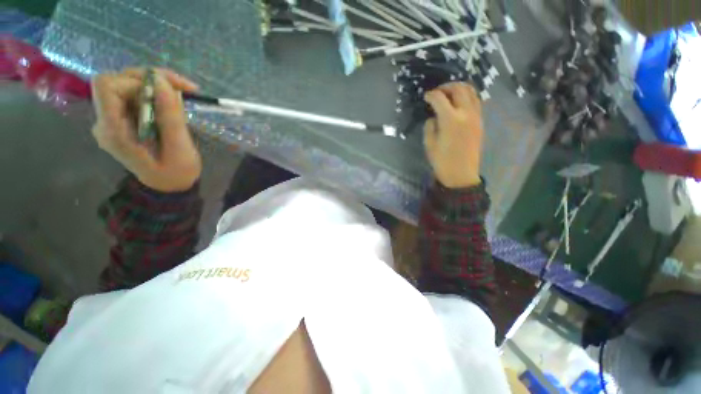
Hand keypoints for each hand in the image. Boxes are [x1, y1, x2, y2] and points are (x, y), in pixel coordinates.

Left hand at [91, 68, 201, 191]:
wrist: (169, 185)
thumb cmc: (176, 173)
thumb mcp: (180, 149)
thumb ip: (170, 117)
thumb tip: (163, 82)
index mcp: (114, 131)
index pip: (107, 87)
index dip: (135, 82)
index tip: (165, 93)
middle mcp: (106, 121)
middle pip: (118, 81)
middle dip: (151, 79)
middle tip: (184, 87)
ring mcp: (113, 120)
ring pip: (128, 85)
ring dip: (157, 85)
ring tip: (183, 94)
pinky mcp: (123, 119)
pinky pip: (135, 96)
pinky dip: (156, 94)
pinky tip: (173, 103)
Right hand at [423, 83, 483, 188]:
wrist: (461, 174)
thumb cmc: (442, 161)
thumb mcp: (429, 144)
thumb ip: (430, 126)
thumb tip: (434, 117)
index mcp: (451, 120)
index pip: (440, 98)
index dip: (431, 95)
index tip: (425, 97)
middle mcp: (466, 113)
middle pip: (460, 89)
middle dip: (447, 87)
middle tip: (437, 93)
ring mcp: (476, 117)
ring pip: (471, 92)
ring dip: (459, 89)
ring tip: (448, 96)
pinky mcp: (480, 122)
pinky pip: (476, 102)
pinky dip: (466, 98)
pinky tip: (457, 105)